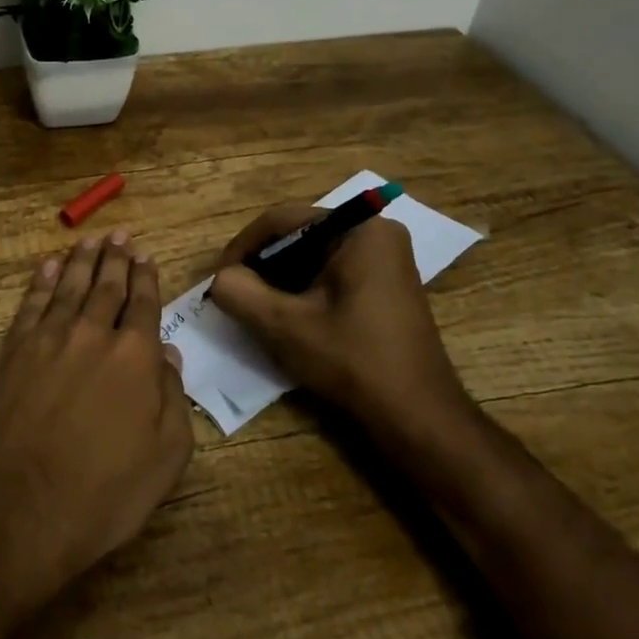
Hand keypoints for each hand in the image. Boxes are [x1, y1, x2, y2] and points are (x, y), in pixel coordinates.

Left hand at [0, 231, 193, 602]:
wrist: (17, 508)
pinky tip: (49, 267)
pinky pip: (31, 304)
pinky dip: (42, 282)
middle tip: (120, 234)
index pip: (144, 305)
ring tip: (90, 240)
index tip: (146, 256)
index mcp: (135, 356)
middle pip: (106, 286)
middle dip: (116, 258)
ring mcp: (48, 339)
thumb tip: (170, 356)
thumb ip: (173, 400)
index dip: (146, 279)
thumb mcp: (164, 459)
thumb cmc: (102, 493)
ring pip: (69, 287)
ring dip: (82, 261)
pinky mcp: (12, 351)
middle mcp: (92, 334)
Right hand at [207, 202, 472, 442]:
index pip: (282, 220)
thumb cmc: (353, 361)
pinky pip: (331, 273)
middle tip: (235, 294)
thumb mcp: (284, 325)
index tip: (220, 279)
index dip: (243, 247)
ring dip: (280, 279)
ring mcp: (384, 259)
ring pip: (312, 256)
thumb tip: (221, 279)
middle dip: (262, 265)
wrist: (418, 418)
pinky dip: (303, 290)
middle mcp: (376, 233)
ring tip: (255, 308)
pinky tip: (287, 317)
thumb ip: (240, 292)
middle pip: (299, 235)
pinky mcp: (384, 284)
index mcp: (359, 229)